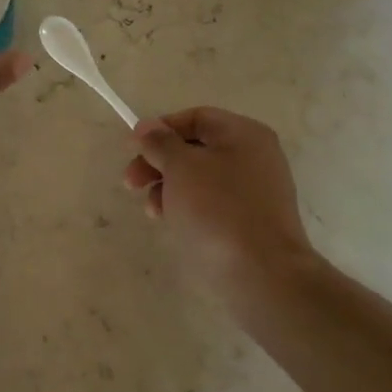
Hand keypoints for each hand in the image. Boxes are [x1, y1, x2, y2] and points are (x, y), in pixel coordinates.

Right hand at [123, 107, 316, 294]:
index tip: (132, 148)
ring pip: (200, 178)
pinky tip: (171, 222)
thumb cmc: (218, 209)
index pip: (195, 118)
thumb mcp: (181, 167)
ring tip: (152, 210)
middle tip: (130, 182)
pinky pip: (211, 203)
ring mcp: (255, 190)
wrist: (261, 273)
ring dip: (168, 187)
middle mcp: (254, 156)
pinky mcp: (250, 221)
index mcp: (244, 134)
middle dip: (159, 162)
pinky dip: (187, 207)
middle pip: (196, 148)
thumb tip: (147, 126)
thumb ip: (160, 143)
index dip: (160, 129)